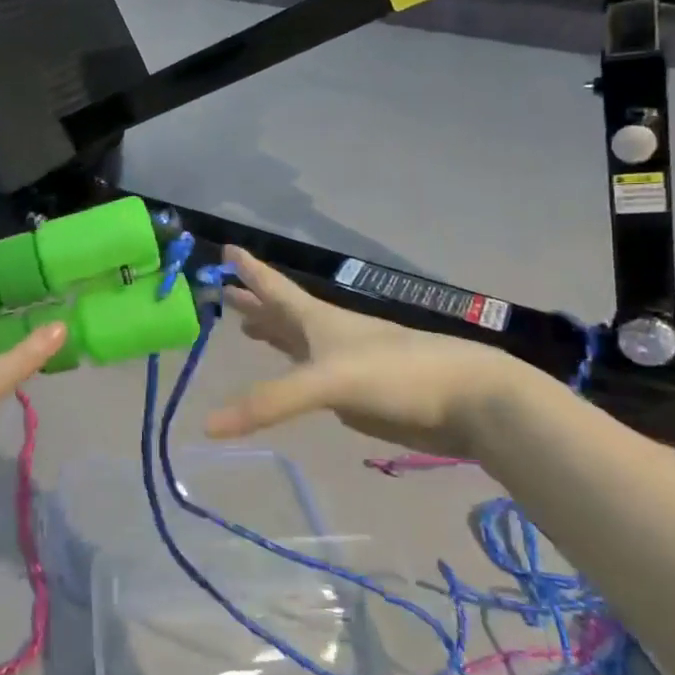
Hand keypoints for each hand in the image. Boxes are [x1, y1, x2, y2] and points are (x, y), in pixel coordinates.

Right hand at [208, 245, 527, 458]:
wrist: (468, 399)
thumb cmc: (396, 374)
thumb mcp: (327, 382)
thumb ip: (270, 401)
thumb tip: (207, 426)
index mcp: (317, 319)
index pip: (273, 286)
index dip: (249, 269)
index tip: (225, 248)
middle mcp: (327, 335)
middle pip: (281, 312)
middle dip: (253, 301)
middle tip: (223, 292)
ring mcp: (344, 363)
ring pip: (297, 340)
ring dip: (271, 331)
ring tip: (246, 327)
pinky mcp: (357, 392)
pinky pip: (311, 374)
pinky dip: (293, 366)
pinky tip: (291, 369)